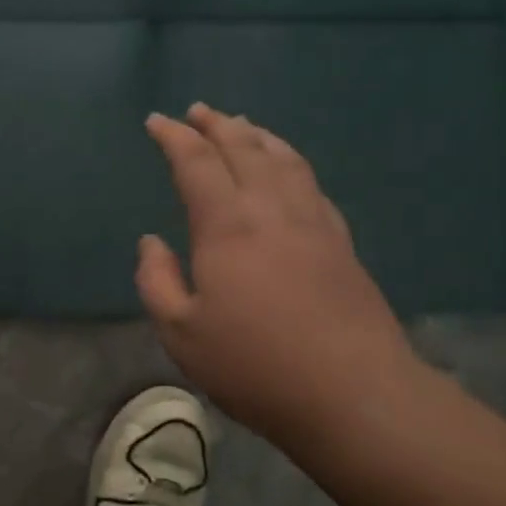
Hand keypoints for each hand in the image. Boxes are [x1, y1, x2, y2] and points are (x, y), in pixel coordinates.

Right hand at [138, 103, 418, 450]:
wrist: (355, 394)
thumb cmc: (255, 365)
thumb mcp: (181, 333)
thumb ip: (156, 281)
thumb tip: (151, 242)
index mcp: (227, 226)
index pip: (197, 163)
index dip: (174, 137)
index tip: (157, 121)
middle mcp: (272, 210)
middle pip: (244, 148)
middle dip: (216, 125)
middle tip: (197, 111)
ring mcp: (313, 223)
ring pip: (284, 159)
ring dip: (257, 135)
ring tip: (241, 124)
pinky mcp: (341, 243)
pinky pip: (311, 184)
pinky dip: (291, 162)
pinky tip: (288, 169)